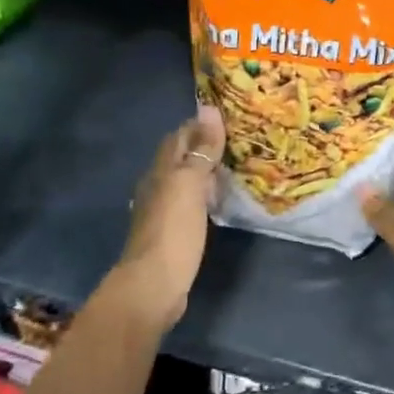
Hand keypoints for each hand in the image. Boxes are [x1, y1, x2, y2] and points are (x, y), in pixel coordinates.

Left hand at [113, 105, 223, 327]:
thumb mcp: (190, 185)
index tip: (229, 117)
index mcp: (161, 171)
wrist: (154, 285)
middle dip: (203, 146)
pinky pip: (189, 203)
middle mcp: (157, 186)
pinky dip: (204, 195)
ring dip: (204, 172)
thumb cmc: (173, 231)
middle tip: (238, 140)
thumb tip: (207, 108)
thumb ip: (201, 149)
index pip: (179, 136)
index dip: (200, 125)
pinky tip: (218, 201)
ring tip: (234, 167)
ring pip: (184, 181)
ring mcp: (162, 211)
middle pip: (180, 157)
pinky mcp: (171, 233)